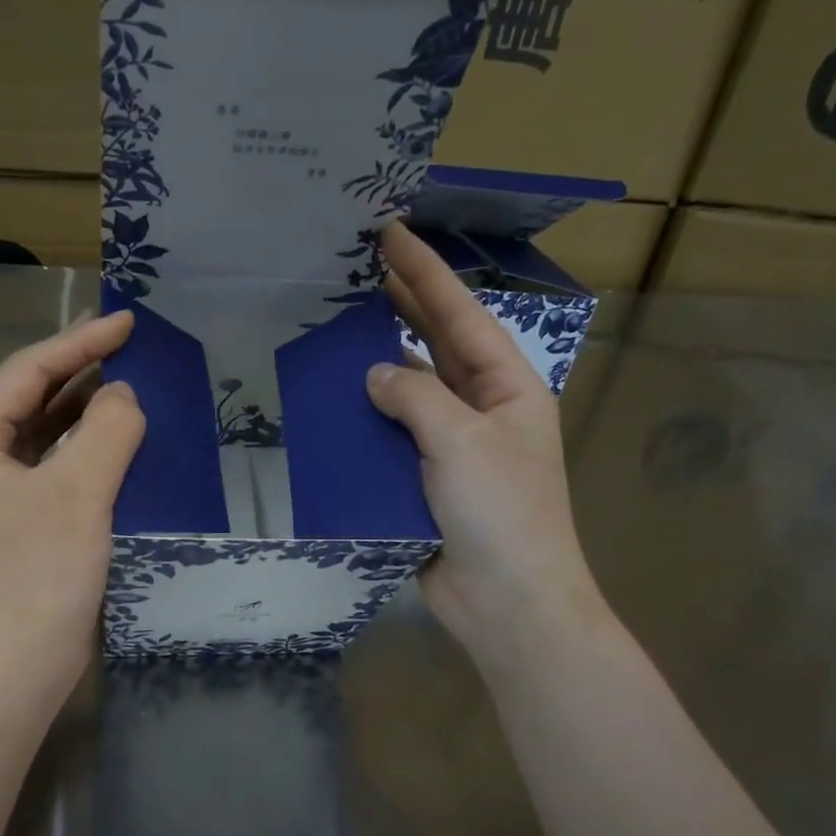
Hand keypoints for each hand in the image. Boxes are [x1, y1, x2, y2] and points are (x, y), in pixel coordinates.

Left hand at [0, 312, 143, 710]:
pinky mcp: (19, 523)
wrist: (12, 668)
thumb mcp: (78, 492)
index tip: (127, 321)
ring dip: (83, 408)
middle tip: (129, 345)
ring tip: (127, 385)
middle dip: (79, 369)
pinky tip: (115, 443)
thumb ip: (107, 430)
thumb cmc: (37, 575)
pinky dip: (84, 448)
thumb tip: (123, 397)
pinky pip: (54, 466)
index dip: (80, 342)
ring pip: (43, 432)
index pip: (28, 371)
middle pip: (30, 396)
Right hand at [366, 221, 604, 652]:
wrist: (505, 602)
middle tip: (355, 269)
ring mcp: (449, 448)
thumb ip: (416, 398)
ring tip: (332, 328)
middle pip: (435, 346)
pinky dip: (363, 421)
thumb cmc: (501, 513)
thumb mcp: (464, 441)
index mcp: (506, 388)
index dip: (425, 272)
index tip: (389, 232)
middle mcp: (479, 409)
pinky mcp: (420, 482)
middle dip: (400, 307)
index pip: (460, 316)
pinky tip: (329, 405)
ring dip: (376, 364)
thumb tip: (375, 374)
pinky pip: (389, 439)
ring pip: (408, 392)